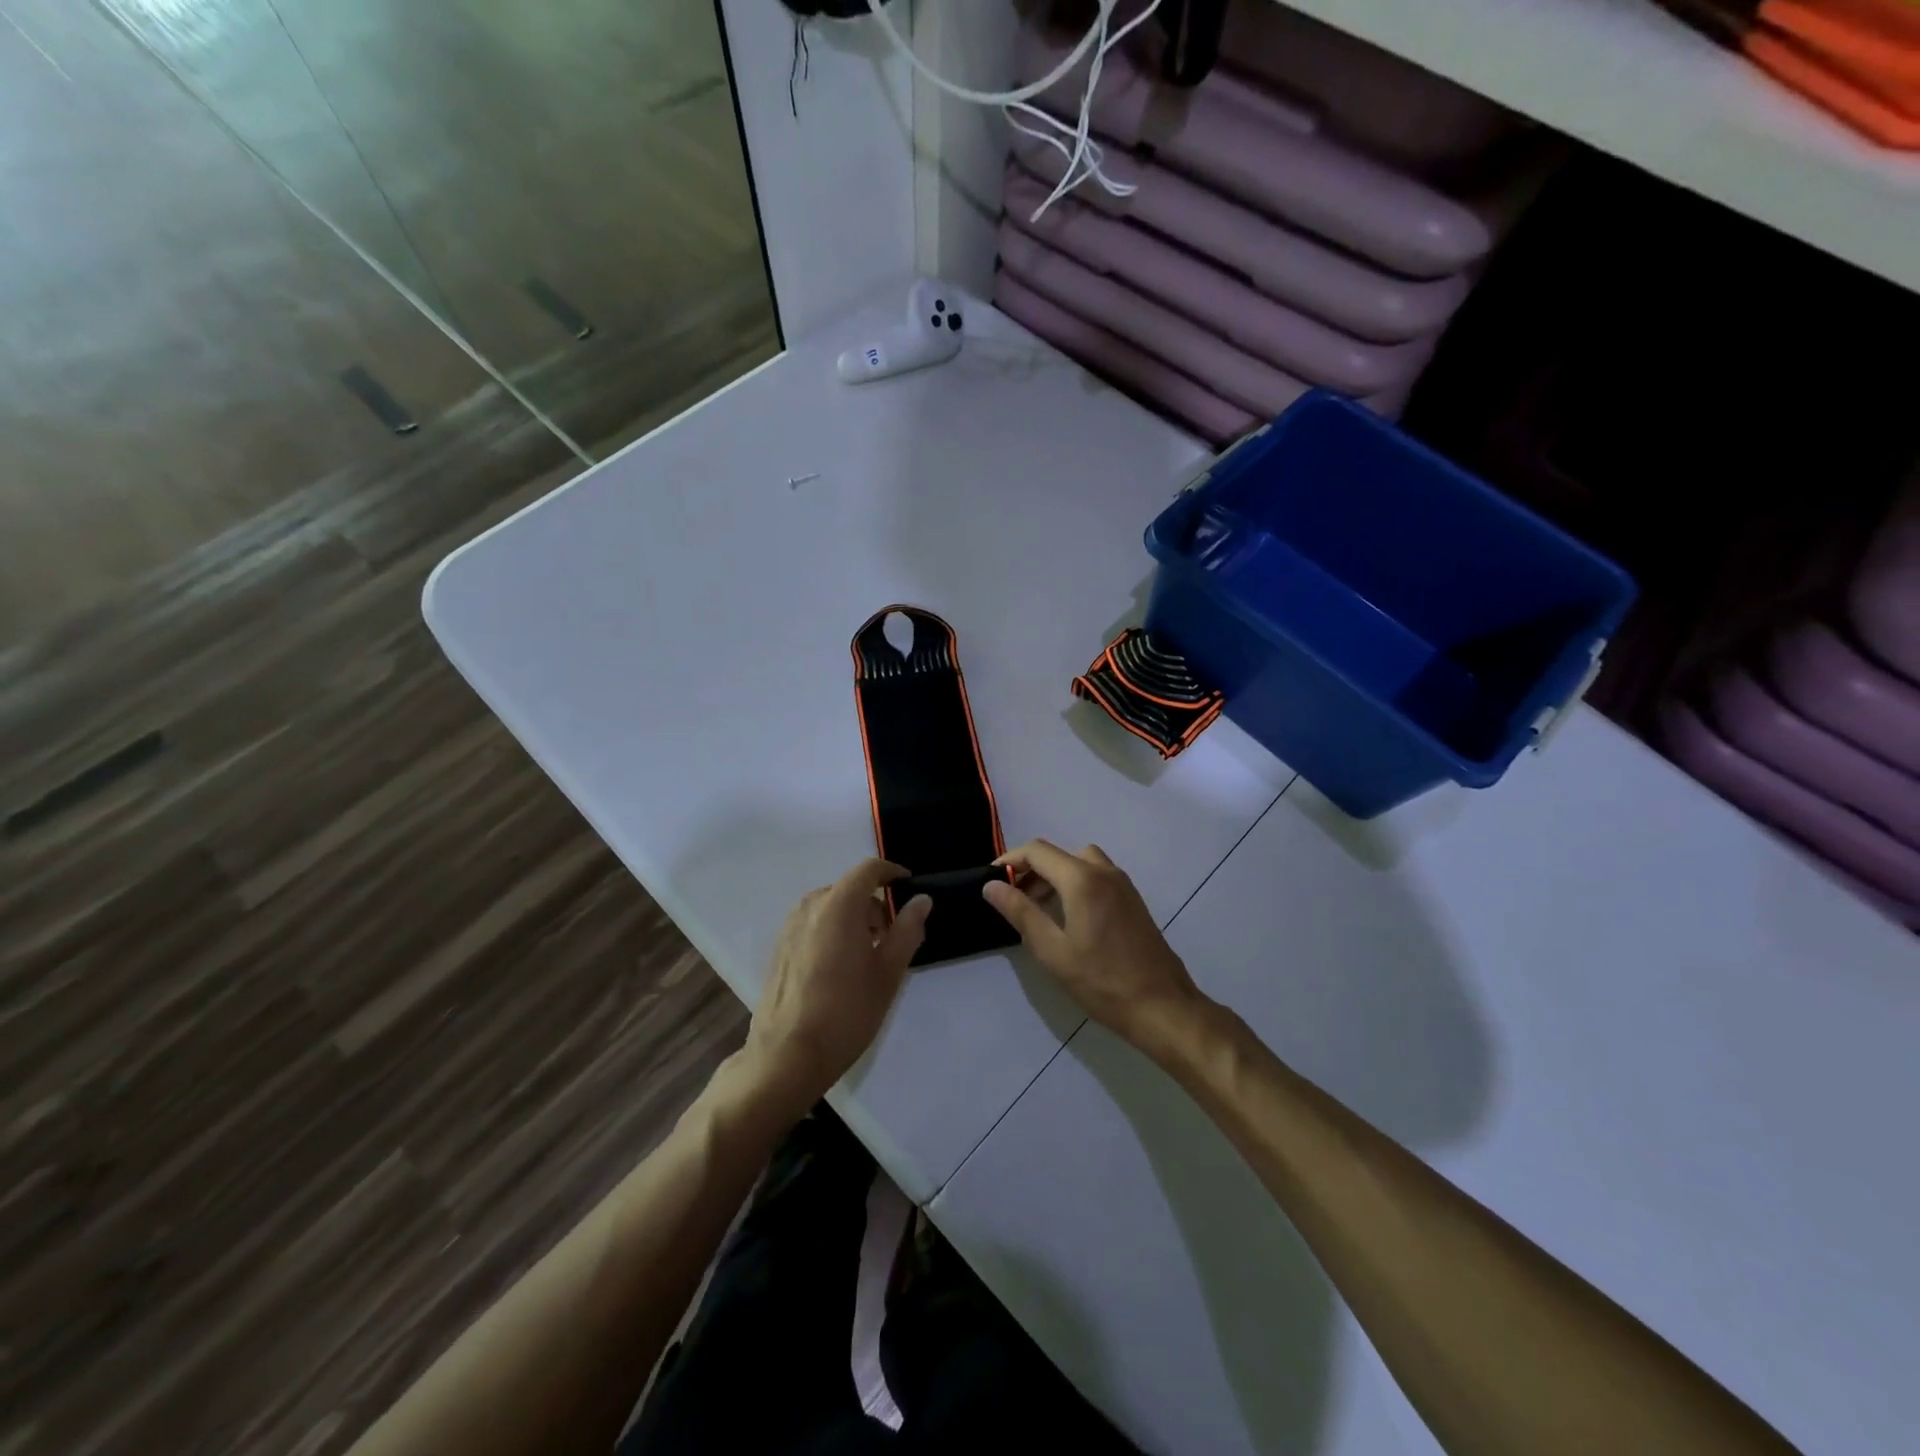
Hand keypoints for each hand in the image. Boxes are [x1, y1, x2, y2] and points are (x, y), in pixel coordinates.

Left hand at [744, 858, 931, 1112]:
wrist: (787, 1056)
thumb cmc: (847, 1011)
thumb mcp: (889, 972)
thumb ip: (907, 929)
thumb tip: (921, 900)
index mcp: (839, 905)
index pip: (869, 869)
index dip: (892, 873)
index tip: (909, 888)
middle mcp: (810, 906)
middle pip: (849, 888)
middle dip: (875, 904)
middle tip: (894, 937)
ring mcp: (790, 926)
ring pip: (830, 907)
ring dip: (854, 919)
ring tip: (869, 957)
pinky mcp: (779, 948)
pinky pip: (813, 924)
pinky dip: (833, 931)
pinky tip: (841, 969)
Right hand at [982, 840, 1206, 1053]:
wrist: (1162, 1006)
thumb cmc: (1102, 982)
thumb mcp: (1052, 951)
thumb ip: (1020, 912)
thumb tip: (991, 885)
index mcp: (1082, 879)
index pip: (1037, 851)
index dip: (1009, 860)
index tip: (991, 880)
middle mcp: (1104, 871)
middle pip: (1058, 854)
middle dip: (1031, 870)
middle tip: (1013, 899)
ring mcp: (1123, 884)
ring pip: (1079, 862)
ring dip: (1055, 875)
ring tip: (1039, 908)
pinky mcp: (1133, 899)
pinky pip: (1097, 876)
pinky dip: (1075, 883)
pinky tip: (1069, 917)